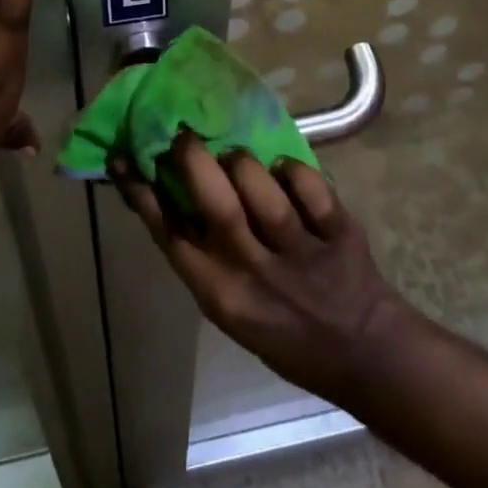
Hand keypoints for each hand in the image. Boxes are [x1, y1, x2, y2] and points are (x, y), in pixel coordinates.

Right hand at [115, 135, 411, 405]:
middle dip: (194, 159)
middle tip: (185, 134)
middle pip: (215, 203)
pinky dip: (294, 172)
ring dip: (244, 162)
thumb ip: (204, 255)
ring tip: (238, 158)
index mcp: (221, 294)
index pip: (170, 235)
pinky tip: (286, 173)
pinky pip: (309, 186)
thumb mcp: (232, 307)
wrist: (363, 353)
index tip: (124, 155)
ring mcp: (299, 253)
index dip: (142, 193)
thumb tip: (170, 191)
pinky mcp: (339, 234)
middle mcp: (254, 272)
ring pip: (260, 186)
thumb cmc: (285, 330)